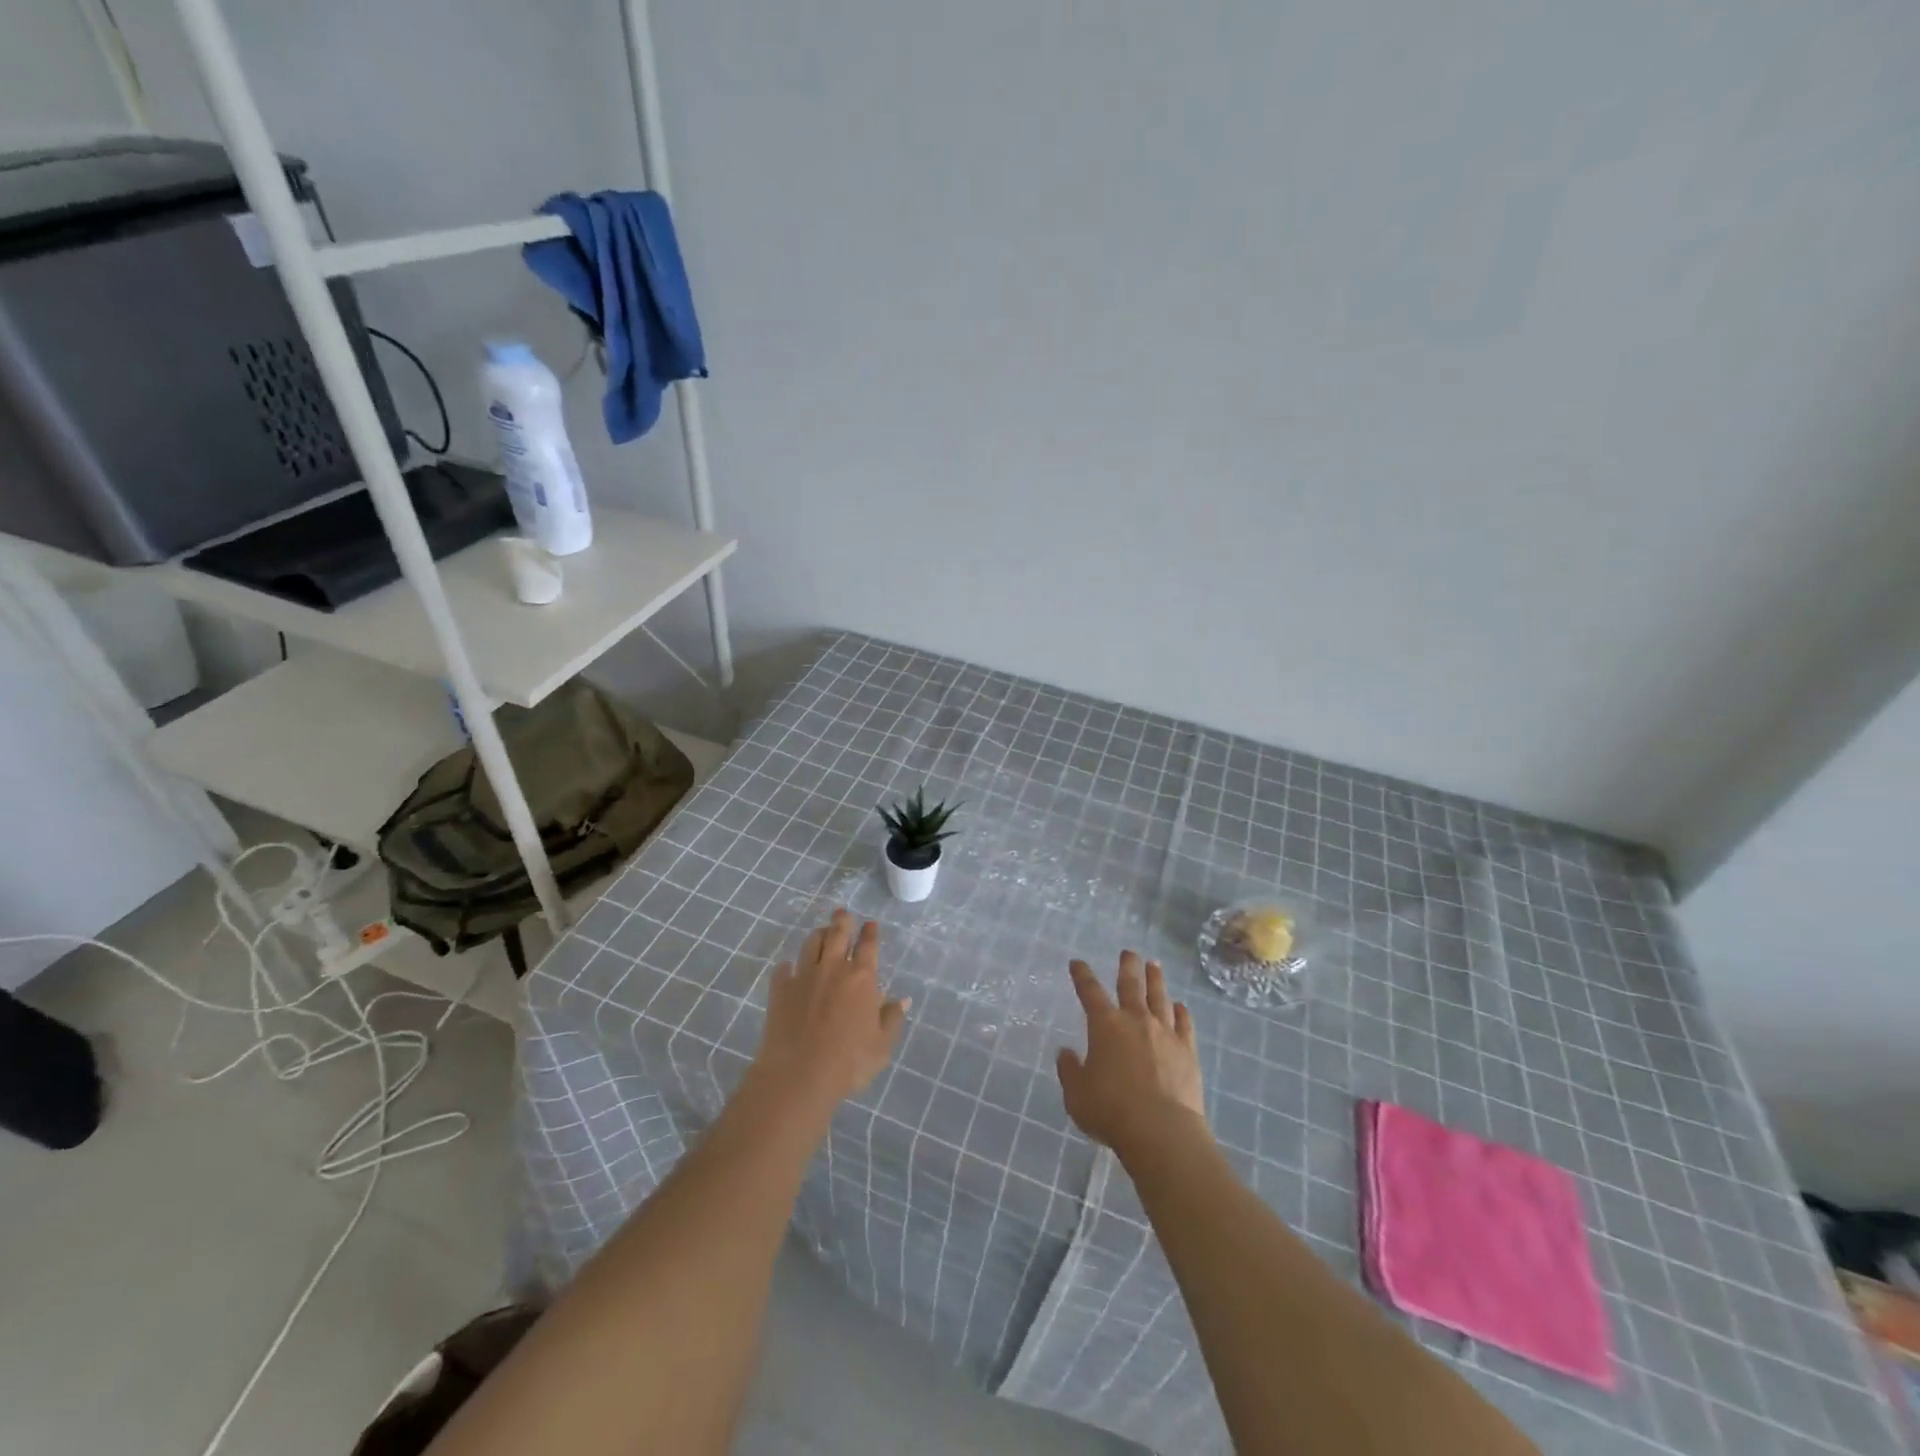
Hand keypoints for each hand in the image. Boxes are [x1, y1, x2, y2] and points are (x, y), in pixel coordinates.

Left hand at [751, 909, 907, 1107]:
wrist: (799, 1074)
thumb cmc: (849, 1061)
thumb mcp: (882, 1045)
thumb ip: (892, 1018)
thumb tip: (902, 1000)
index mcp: (862, 977)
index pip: (868, 945)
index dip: (870, 932)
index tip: (870, 924)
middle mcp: (833, 968)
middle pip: (837, 934)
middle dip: (842, 921)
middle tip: (843, 913)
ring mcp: (804, 976)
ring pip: (811, 944)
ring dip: (818, 935)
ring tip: (821, 932)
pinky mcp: (780, 989)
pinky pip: (784, 968)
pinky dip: (789, 965)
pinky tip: (789, 967)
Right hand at [1057, 951, 1207, 1156]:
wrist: (1161, 1130)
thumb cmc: (1111, 1110)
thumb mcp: (1077, 1094)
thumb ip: (1070, 1070)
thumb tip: (1066, 1053)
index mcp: (1105, 1026)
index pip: (1090, 992)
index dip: (1082, 975)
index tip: (1078, 963)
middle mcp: (1135, 1020)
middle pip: (1131, 984)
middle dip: (1128, 966)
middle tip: (1129, 951)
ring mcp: (1164, 1033)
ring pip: (1159, 998)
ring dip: (1156, 980)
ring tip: (1154, 965)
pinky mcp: (1187, 1050)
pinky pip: (1185, 1024)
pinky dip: (1181, 1012)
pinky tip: (1181, 1006)